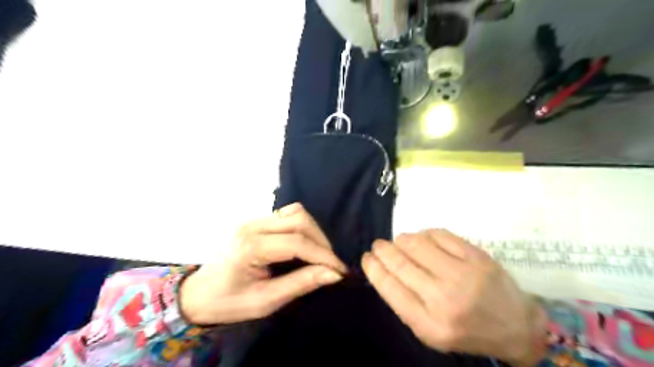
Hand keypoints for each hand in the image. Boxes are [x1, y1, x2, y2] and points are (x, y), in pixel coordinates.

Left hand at [178, 204, 346, 326]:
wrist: (197, 293)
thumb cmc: (228, 302)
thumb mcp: (265, 301)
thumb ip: (300, 284)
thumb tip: (333, 274)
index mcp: (250, 248)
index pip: (296, 243)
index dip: (323, 256)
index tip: (340, 270)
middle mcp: (252, 226)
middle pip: (299, 220)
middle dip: (321, 241)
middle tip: (330, 264)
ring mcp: (253, 220)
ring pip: (295, 213)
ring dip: (313, 232)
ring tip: (319, 254)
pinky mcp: (255, 220)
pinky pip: (287, 214)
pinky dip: (302, 227)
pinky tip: (303, 244)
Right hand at [362, 227, 547, 364]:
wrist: (514, 327)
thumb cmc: (464, 329)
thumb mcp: (428, 329)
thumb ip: (403, 301)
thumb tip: (382, 266)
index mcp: (428, 323)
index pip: (388, 286)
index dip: (373, 267)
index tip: (367, 257)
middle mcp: (444, 298)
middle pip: (400, 262)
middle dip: (382, 249)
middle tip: (379, 245)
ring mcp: (463, 274)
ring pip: (416, 242)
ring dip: (402, 239)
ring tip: (401, 242)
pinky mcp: (477, 257)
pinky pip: (439, 234)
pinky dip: (425, 233)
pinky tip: (424, 239)